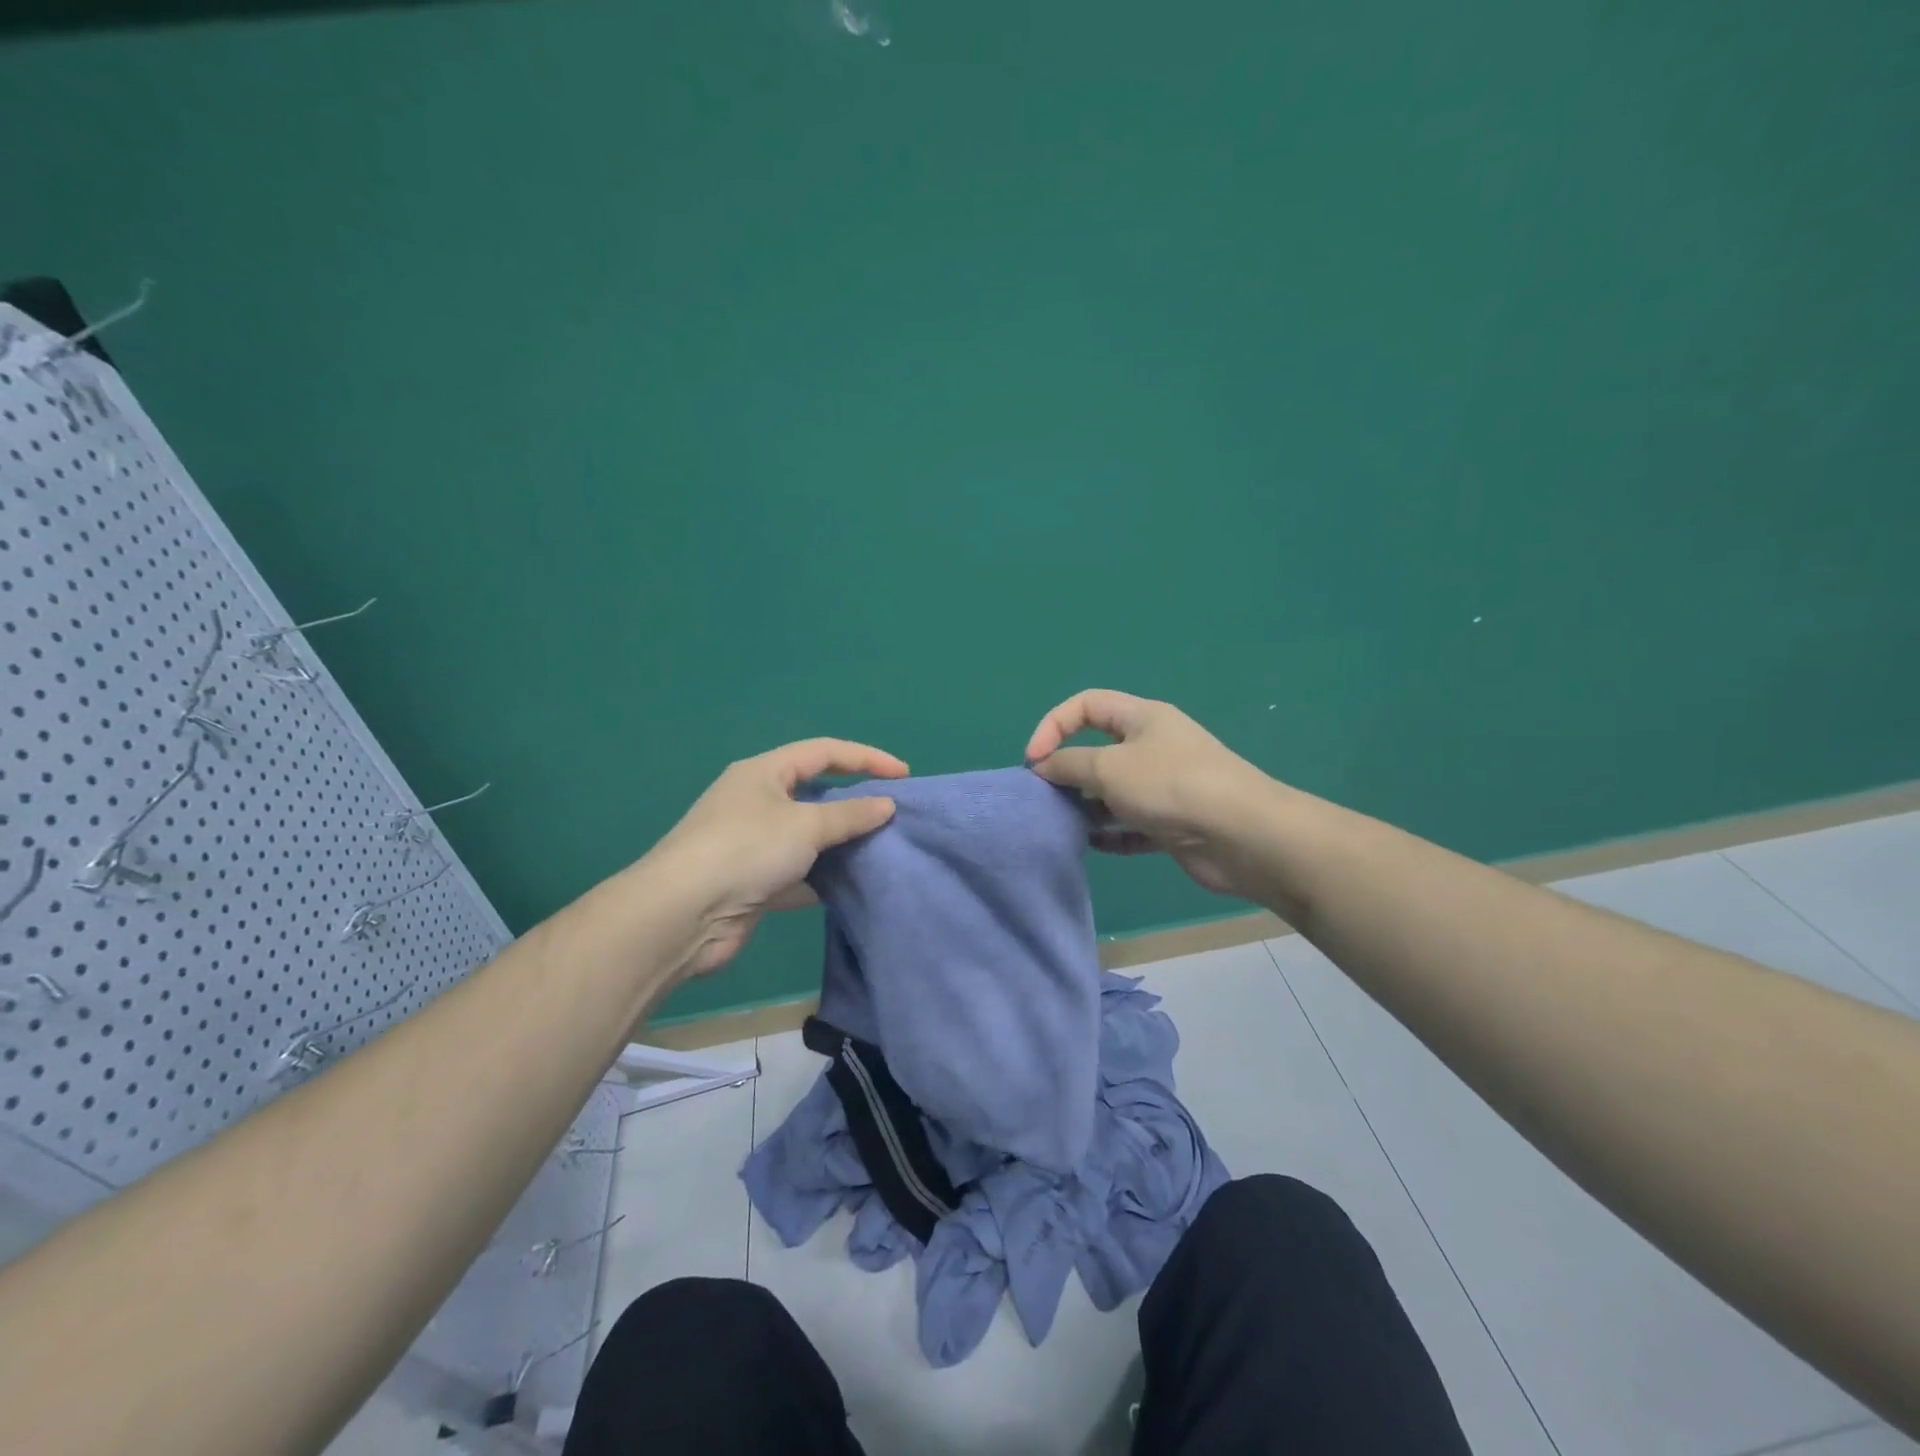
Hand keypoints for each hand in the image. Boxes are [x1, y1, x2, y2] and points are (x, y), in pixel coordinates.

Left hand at [647, 738, 909, 976]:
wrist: (682, 915)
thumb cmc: (746, 850)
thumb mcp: (805, 825)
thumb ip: (850, 815)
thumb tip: (886, 804)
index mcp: (764, 773)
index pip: (824, 752)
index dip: (866, 758)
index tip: (903, 775)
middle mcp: (757, 802)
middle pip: (816, 793)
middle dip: (855, 803)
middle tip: (893, 815)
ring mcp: (753, 843)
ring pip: (809, 836)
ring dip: (841, 843)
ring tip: (882, 850)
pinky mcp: (753, 882)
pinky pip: (799, 872)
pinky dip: (824, 877)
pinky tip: (853, 886)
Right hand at [1025, 689, 1272, 898]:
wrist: (1242, 835)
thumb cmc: (1170, 786)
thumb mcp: (1109, 767)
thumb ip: (1068, 764)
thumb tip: (1043, 768)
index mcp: (1141, 718)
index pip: (1086, 705)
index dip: (1053, 725)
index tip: (1034, 760)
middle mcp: (1153, 747)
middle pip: (1098, 750)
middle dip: (1068, 771)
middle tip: (1047, 797)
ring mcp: (1164, 786)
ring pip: (1113, 791)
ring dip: (1087, 806)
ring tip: (1065, 823)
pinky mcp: (1172, 823)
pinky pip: (1131, 824)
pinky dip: (1112, 833)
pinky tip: (1094, 846)